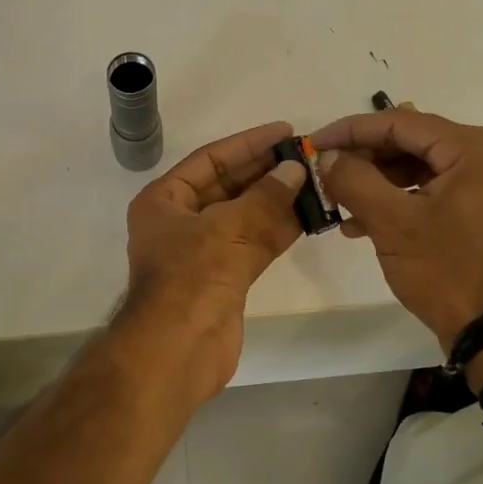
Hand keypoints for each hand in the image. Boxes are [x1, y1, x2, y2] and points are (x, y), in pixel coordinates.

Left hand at [119, 121, 307, 400]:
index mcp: (165, 201)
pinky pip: (254, 244)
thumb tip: (295, 171)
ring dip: (278, 201)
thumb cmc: (191, 279)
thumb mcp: (227, 229)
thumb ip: (264, 198)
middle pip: (229, 186)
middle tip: (308, 157)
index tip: (285, 131)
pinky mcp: (225, 278)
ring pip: (246, 216)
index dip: (248, 144)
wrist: (176, 352)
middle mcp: (181, 222)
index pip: (210, 160)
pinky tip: (310, 216)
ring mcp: (203, 252)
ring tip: (317, 182)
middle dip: (267, 172)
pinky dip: (279, 231)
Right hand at [310, 108, 482, 351]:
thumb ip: (354, 179)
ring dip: (377, 183)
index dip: (351, 131)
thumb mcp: (391, 222)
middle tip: (325, 174)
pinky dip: (400, 201)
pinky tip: (362, 223)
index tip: (314, 143)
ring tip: (338, 204)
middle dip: (364, 160)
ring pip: (420, 168)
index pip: (401, 123)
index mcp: (476, 148)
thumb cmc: (445, 271)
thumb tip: (328, 156)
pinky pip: (434, 190)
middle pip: (412, 144)